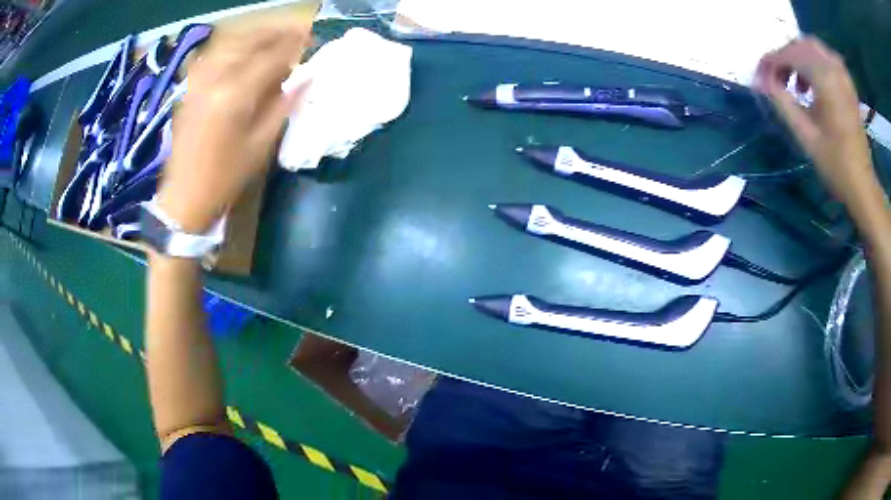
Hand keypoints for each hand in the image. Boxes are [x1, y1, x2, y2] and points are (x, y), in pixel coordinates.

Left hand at [157, 27, 310, 232]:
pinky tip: (243, 50)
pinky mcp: (191, 87)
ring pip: (231, 43)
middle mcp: (214, 79)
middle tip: (297, 32)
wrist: (184, 196)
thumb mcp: (260, 145)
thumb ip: (284, 105)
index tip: (312, 38)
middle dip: (276, 34)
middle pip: (250, 41)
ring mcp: (198, 81)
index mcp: (234, 95)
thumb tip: (308, 78)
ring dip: (255, 36)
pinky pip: (214, 55)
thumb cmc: (225, 177)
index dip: (294, 44)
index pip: (270, 56)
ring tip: (274, 38)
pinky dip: (233, 46)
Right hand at [754, 36, 876, 206]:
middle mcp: (833, 68)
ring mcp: (842, 74)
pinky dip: (813, 61)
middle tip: (774, 79)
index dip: (770, 63)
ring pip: (812, 47)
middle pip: (799, 45)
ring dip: (798, 57)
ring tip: (793, 81)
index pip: (789, 55)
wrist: (862, 185)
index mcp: (825, 80)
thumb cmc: (835, 165)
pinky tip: (810, 80)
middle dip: (783, 57)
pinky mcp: (847, 82)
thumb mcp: (805, 135)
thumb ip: (782, 102)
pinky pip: (825, 57)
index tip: (758, 78)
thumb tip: (760, 81)